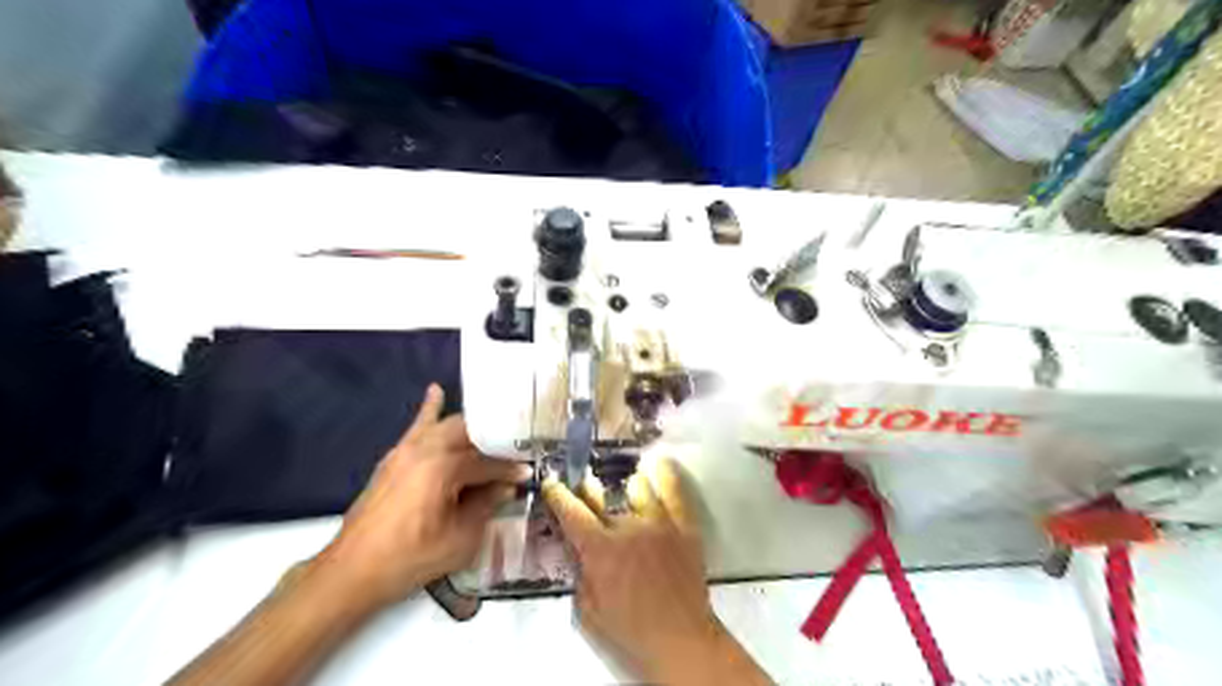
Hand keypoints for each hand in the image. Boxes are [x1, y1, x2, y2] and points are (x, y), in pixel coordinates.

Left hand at [314, 386, 528, 609]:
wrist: (352, 571)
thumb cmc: (410, 559)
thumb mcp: (460, 539)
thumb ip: (486, 507)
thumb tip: (506, 487)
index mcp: (444, 469)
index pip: (487, 462)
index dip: (510, 470)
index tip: (528, 474)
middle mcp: (426, 450)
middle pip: (470, 435)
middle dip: (494, 442)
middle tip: (513, 453)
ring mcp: (406, 450)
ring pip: (446, 426)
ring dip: (471, 428)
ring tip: (493, 431)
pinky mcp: (394, 457)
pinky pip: (416, 427)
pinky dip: (429, 410)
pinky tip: (436, 391)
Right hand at [545, 458, 765, 682]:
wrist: (680, 639)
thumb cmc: (629, 630)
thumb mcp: (588, 610)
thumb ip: (580, 574)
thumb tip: (576, 549)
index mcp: (600, 549)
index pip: (571, 512)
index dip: (558, 495)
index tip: (551, 483)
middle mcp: (627, 527)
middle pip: (602, 496)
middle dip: (588, 489)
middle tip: (586, 485)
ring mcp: (659, 523)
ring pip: (639, 487)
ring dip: (627, 488)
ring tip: (628, 489)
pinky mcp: (684, 526)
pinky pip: (674, 491)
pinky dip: (664, 476)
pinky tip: (658, 465)